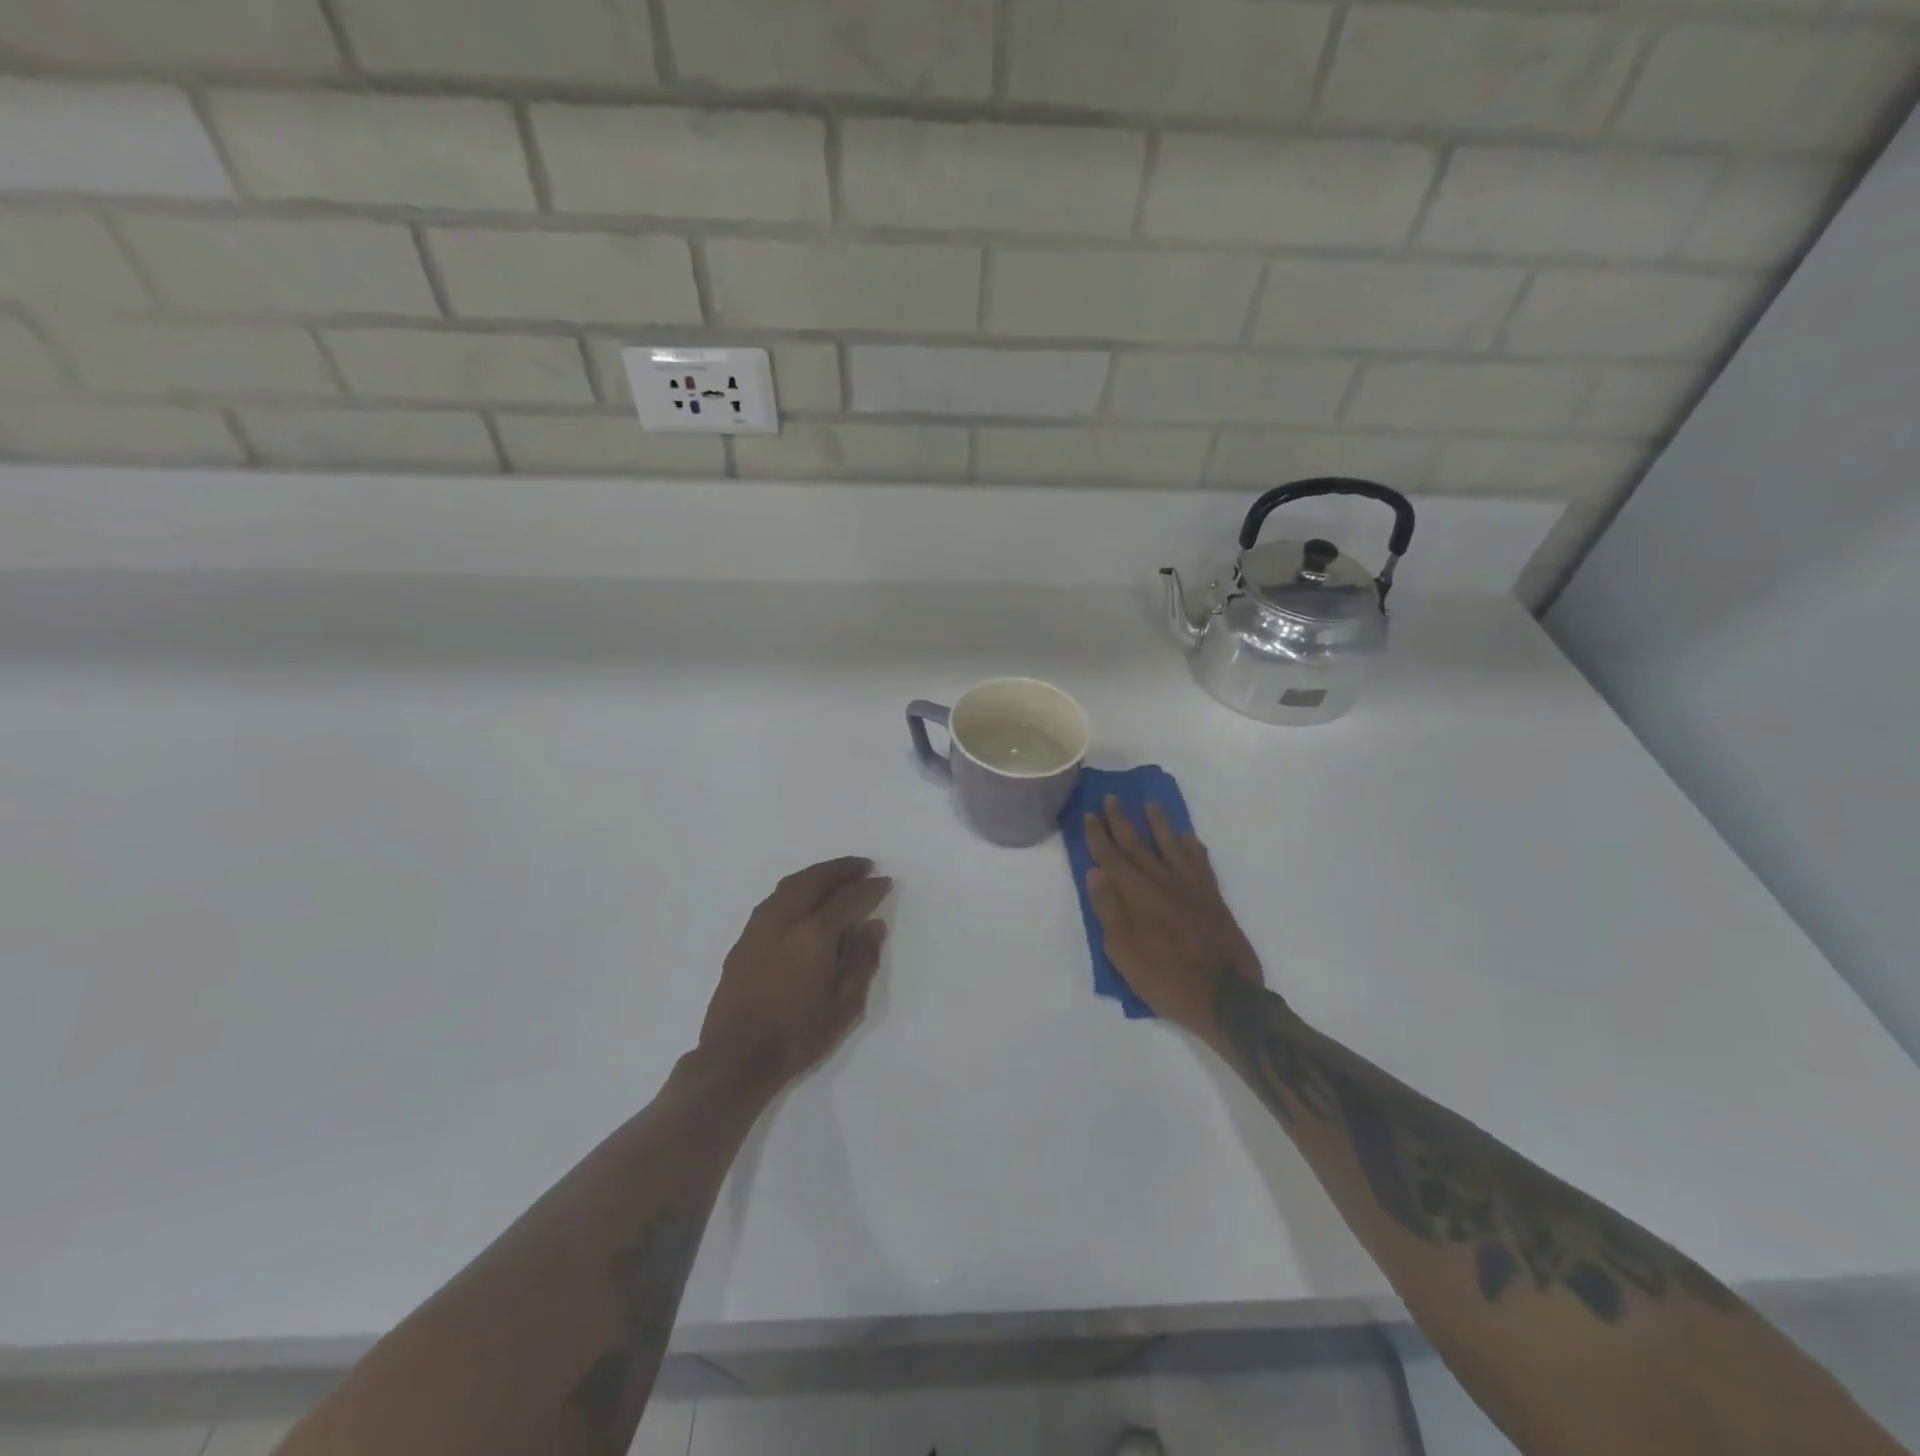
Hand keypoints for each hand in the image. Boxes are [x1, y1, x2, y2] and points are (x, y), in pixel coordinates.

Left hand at [699, 857, 891, 1089]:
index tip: (884, 881)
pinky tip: (804, 898)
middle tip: (863, 866)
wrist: (736, 1059)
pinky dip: (795, 888)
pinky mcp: (743, 939)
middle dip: (842, 869)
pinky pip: (774, 899)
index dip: (869, 888)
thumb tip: (874, 926)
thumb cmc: (798, 1036)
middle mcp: (784, 920)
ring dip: (817, 874)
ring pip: (790, 885)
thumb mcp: (845, 1007)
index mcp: (813, 935)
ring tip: (836, 875)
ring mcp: (759, 927)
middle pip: (815, 880)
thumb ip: (862, 961)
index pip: (847, 899)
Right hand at [1083, 798, 1263, 1038]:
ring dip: (1159, 823)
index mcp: (1137, 894)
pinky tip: (1188, 838)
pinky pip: (1200, 862)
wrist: (1226, 997)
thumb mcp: (1123, 952)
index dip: (1099, 835)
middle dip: (1121, 821)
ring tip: (1151, 804)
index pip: (1111, 857)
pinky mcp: (1212, 896)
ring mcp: (1190, 886)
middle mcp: (1162, 881)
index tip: (1090, 814)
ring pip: (1171, 845)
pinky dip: (1192, 847)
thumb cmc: (1165, 978)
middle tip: (1111, 798)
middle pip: (1137, 844)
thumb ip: (1109, 909)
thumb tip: (1095, 871)